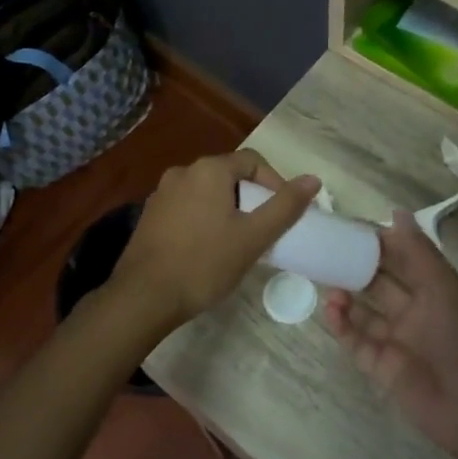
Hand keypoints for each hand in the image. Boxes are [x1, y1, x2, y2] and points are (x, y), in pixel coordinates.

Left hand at [107, 150, 319, 335]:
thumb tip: (313, 179)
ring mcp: (162, 193)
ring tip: (239, 242)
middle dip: (251, 198)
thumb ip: (285, 206)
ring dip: (228, 210)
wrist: (144, 297)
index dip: (275, 184)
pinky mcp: (150, 215)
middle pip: (229, 175)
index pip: (253, 161)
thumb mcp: (253, 237)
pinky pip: (187, 207)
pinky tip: (208, 249)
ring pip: (207, 193)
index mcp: (208, 169)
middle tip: (264, 231)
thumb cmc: (204, 264)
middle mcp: (182, 172)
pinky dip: (205, 219)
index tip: (284, 215)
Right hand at [323, 213, 457, 458]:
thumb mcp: (443, 287)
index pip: (400, 258)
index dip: (376, 243)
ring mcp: (397, 340)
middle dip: (353, 267)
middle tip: (324, 251)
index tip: (347, 227)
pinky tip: (330, 309)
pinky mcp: (382, 366)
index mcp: (433, 289)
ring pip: (364, 311)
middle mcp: (414, 312)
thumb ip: (418, 251)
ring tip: (325, 282)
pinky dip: (341, 325)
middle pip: (378, 282)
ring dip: (344, 296)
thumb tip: (395, 212)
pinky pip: (356, 341)